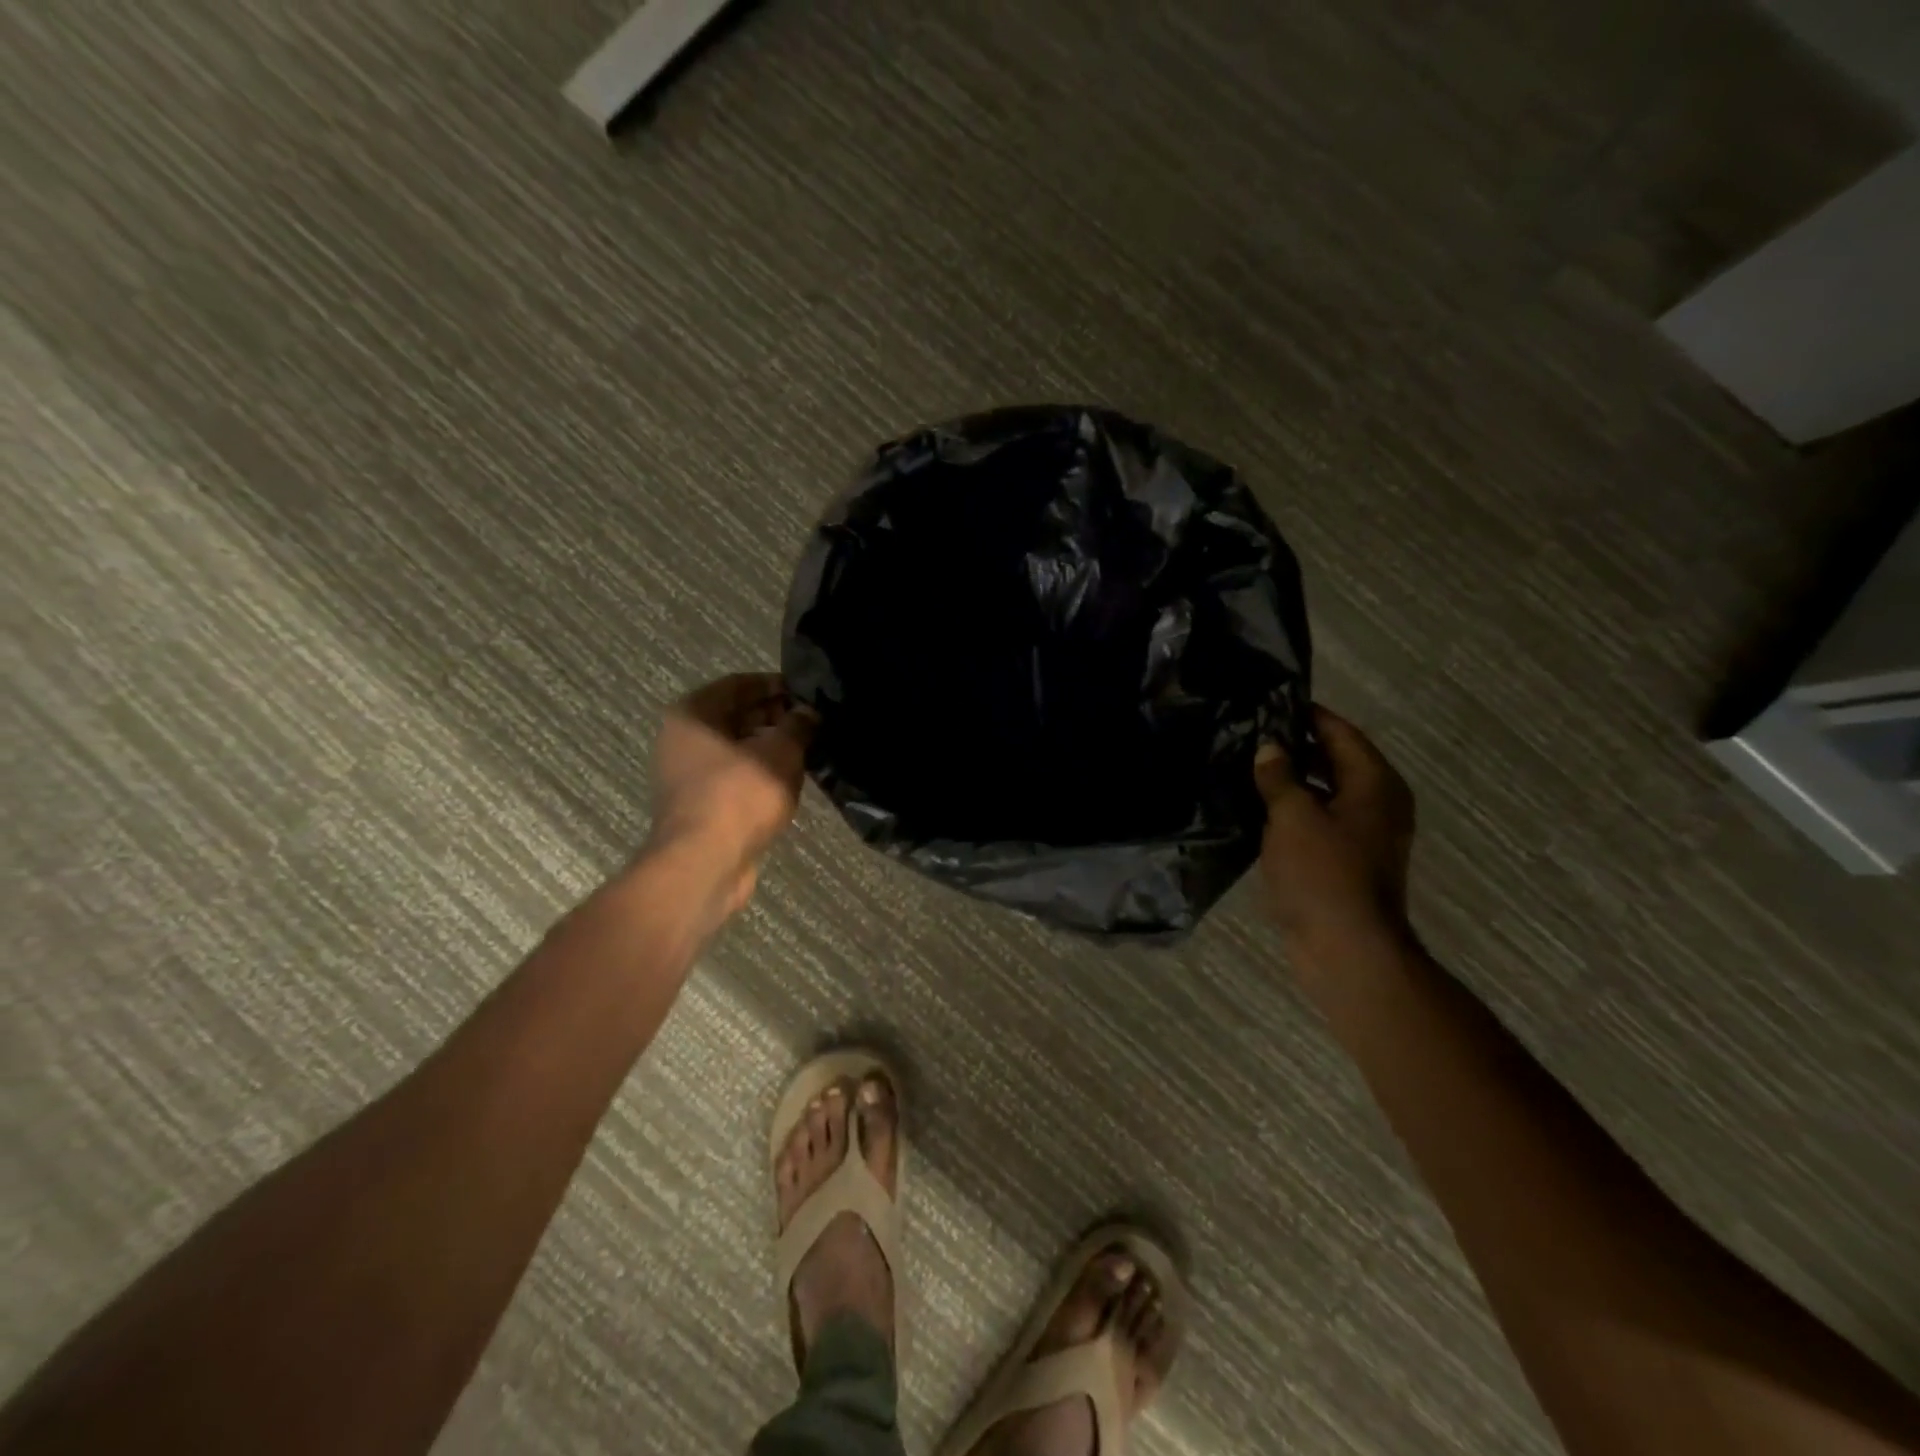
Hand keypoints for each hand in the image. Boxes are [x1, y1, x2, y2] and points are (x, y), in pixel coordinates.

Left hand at [648, 673, 816, 917]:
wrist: (705, 863)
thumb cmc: (739, 795)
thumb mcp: (780, 751)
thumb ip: (798, 725)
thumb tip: (809, 712)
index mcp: (692, 713)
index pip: (739, 683)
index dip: (775, 684)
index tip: (807, 692)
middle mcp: (681, 738)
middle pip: (735, 715)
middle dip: (774, 716)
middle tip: (812, 721)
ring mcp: (686, 774)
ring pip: (735, 748)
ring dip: (769, 746)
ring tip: (807, 749)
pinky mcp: (698, 804)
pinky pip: (733, 777)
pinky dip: (759, 773)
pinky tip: (788, 779)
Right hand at [1254, 706, 1416, 968]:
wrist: (1346, 948)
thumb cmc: (1324, 874)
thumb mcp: (1293, 816)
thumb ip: (1279, 776)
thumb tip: (1269, 748)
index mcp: (1375, 784)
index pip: (1340, 733)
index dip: (1307, 715)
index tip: (1269, 702)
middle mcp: (1376, 804)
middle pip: (1334, 760)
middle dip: (1295, 746)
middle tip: (1249, 733)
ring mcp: (1363, 835)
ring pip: (1324, 792)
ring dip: (1291, 780)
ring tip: (1246, 765)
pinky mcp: (1345, 860)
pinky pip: (1318, 820)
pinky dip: (1293, 810)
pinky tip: (1257, 807)